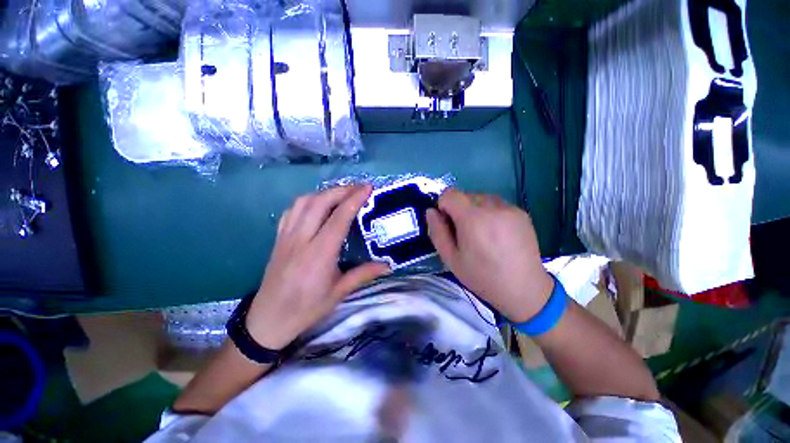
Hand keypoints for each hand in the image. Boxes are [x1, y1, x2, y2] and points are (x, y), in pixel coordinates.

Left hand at [245, 185, 389, 349]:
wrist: (268, 320)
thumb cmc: (306, 308)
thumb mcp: (338, 294)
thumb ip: (363, 275)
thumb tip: (387, 265)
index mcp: (319, 254)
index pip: (339, 218)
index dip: (354, 199)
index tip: (367, 188)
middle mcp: (301, 240)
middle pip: (319, 202)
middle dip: (341, 190)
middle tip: (359, 188)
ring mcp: (286, 237)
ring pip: (303, 202)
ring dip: (324, 192)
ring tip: (341, 193)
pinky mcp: (278, 238)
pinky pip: (291, 210)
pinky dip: (307, 201)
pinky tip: (317, 204)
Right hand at [426, 189, 553, 322]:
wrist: (524, 289)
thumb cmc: (482, 277)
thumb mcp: (451, 259)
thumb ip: (437, 232)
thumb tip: (431, 211)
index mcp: (472, 219)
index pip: (450, 194)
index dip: (443, 206)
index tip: (448, 224)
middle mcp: (492, 207)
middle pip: (465, 195)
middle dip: (459, 209)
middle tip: (465, 233)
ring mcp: (509, 208)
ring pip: (481, 198)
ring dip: (475, 210)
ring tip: (482, 233)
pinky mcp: (521, 212)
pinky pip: (496, 204)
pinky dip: (490, 213)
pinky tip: (496, 233)